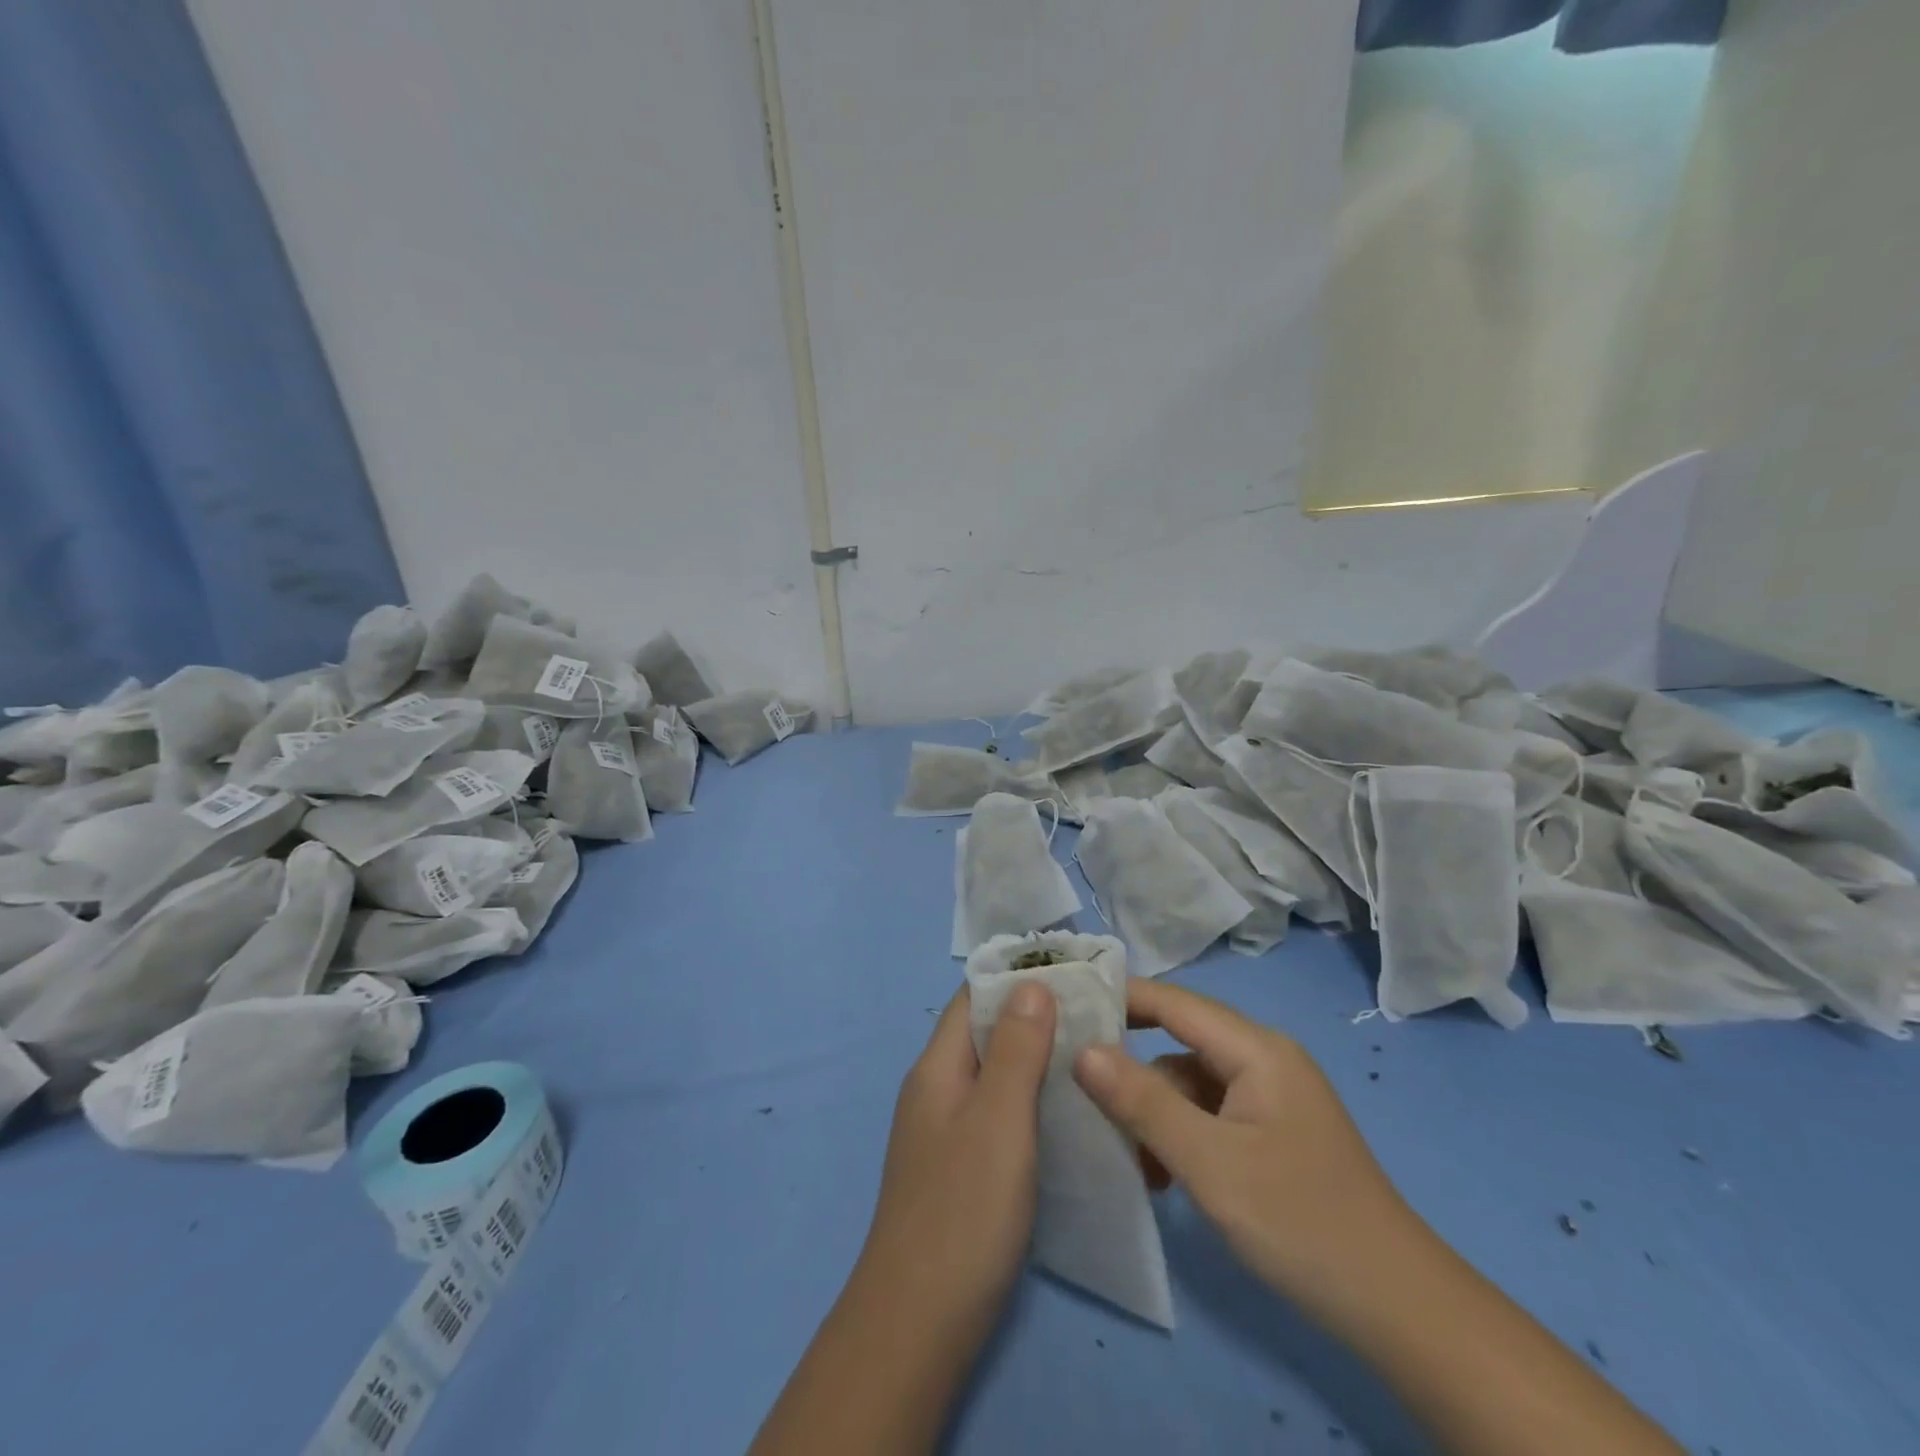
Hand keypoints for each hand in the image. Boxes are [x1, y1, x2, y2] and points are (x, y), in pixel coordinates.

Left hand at [748, 984, 1056, 1455]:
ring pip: (994, 1076)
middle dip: (1035, 1019)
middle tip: (1096, 1020)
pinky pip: (997, 1115)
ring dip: (1036, 1063)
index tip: (1073, 976)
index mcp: (937, 1067)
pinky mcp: (959, 1170)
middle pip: (984, 1034)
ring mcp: (945, 1132)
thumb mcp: (998, 1121)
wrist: (918, 1326)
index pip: (973, 997)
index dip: (1018, 979)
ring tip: (1092, 1061)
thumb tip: (1031, 982)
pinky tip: (1068, 1119)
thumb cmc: (963, 1212)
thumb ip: (1015, 1049)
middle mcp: (936, 1090)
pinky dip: (1030, 1104)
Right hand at [1073, 977, 1409, 1323]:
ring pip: (1190, 1082)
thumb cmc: (1300, 1221)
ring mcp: (1270, 1097)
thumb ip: (1143, 1102)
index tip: (1065, 1009)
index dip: (1119, 999)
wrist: (1398, 1309)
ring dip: (1154, 1111)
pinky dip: (1179, 1134)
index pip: (1173, 1002)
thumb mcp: (1210, 1163)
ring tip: (1128, 1157)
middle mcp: (1264, 1059)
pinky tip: (1162, 1175)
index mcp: (1256, 1049)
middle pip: (1179, 1042)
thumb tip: (1083, 1049)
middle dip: (1131, 1067)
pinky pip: (1209, 1113)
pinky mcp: (1271, 1132)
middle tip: (1079, 1090)